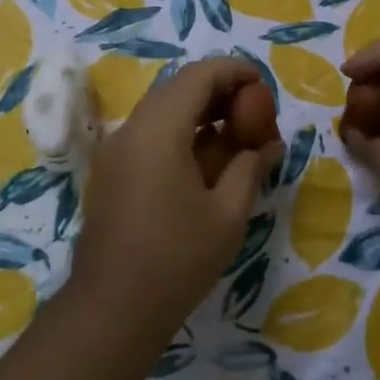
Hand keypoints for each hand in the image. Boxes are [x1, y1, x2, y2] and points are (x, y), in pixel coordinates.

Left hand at [71, 57, 284, 332]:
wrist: (112, 307)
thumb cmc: (177, 259)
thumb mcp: (228, 214)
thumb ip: (250, 168)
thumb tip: (269, 145)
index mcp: (159, 130)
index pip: (199, 75)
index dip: (235, 71)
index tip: (263, 86)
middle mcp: (131, 130)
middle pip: (177, 89)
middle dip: (219, 94)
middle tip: (254, 115)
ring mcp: (116, 152)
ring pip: (162, 113)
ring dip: (199, 115)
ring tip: (236, 140)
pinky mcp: (111, 173)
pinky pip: (149, 137)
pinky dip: (180, 136)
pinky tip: (205, 165)